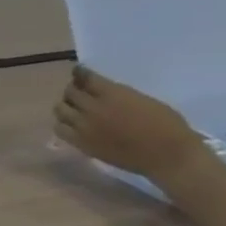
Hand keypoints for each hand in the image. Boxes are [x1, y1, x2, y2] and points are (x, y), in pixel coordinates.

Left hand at [54, 67, 207, 181]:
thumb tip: (103, 92)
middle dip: (72, 89)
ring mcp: (84, 127)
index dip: (80, 73)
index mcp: (113, 94)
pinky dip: (62, 123)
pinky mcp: (80, 143)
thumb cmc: (165, 124)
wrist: (165, 154)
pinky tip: (70, 122)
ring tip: (72, 105)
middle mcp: (93, 109)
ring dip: (64, 105)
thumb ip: (118, 95)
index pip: (86, 79)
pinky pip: (60, 129)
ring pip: (60, 110)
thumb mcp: (143, 100)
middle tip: (76, 89)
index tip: (78, 71)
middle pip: (70, 93)